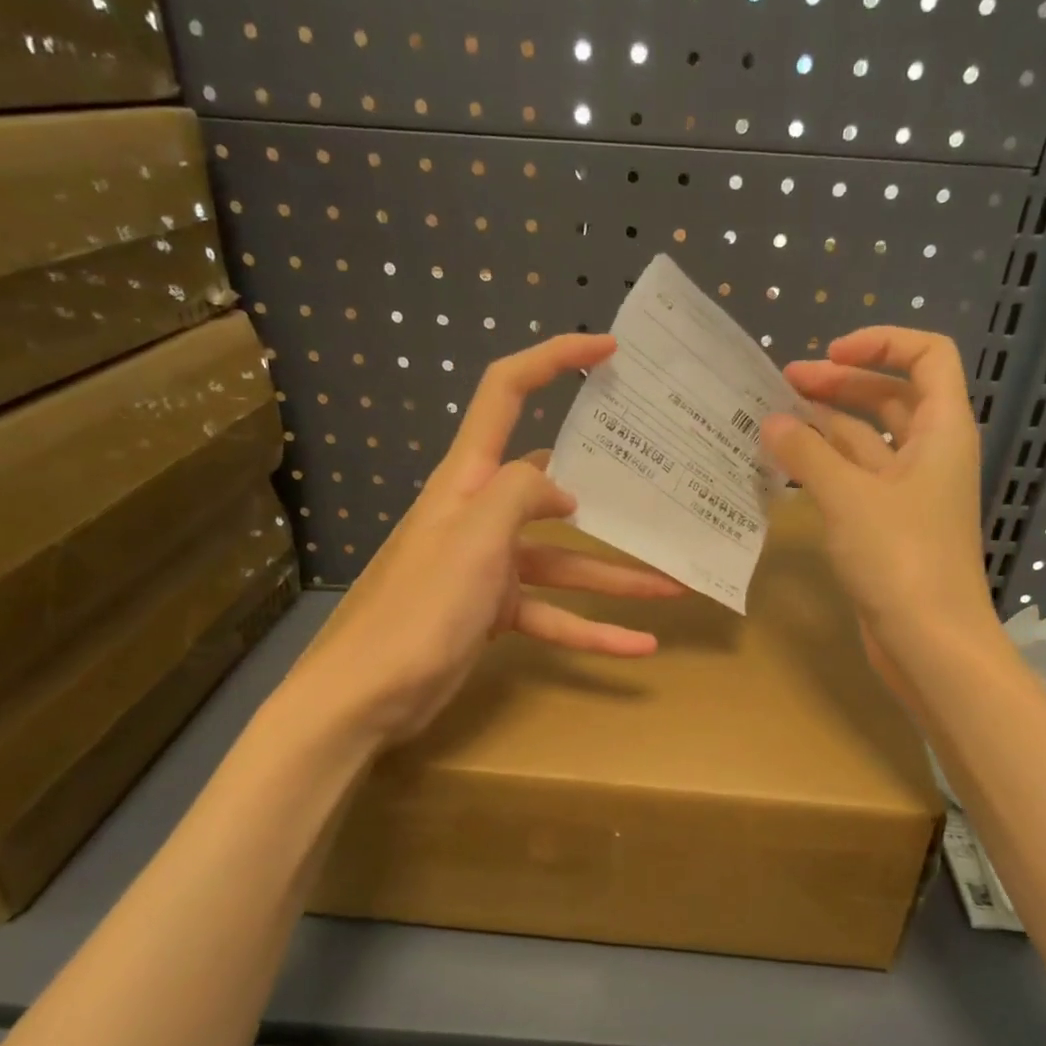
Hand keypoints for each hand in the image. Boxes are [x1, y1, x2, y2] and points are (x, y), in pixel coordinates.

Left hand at [282, 333, 683, 745]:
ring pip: (565, 562)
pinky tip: (639, 647)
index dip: (554, 359)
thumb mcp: (475, 537)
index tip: (609, 350)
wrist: (369, 695)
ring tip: (676, 586)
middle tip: (663, 486)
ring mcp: (490, 565)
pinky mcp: (494, 611)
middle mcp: (481, 513)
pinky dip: (593, 630)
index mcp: (468, 479)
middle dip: (609, 490)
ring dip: (617, 576)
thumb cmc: (421, 607)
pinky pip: (554, 614)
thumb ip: (521, 494)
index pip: (506, 393)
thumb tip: (562, 491)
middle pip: (553, 488)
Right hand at [763, 327, 997, 695]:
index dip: (882, 343)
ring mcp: (909, 492)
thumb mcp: (849, 497)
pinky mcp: (888, 524)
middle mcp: (929, 453)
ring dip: (825, 427)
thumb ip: (807, 454)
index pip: (928, 357)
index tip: (830, 353)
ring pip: (867, 441)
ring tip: (773, 422)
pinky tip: (787, 467)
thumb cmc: (901, 558)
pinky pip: (856, 479)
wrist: (930, 641)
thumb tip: (772, 422)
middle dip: (839, 384)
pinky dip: (825, 467)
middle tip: (783, 383)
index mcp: (941, 430)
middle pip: (888, 397)